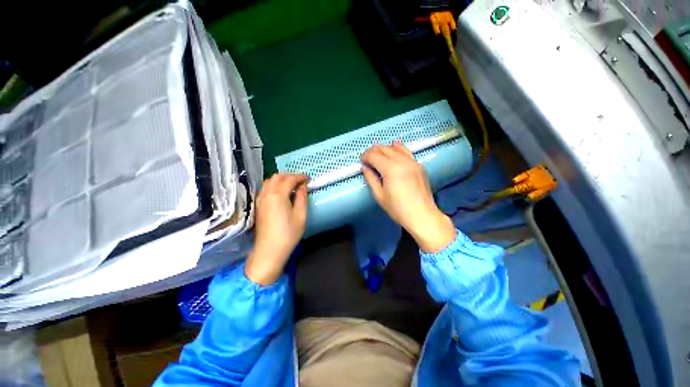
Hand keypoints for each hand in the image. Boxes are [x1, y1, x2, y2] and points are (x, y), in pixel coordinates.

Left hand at [246, 173, 307, 284]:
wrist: (269, 250)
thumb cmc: (288, 234)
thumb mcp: (300, 215)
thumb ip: (302, 197)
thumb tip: (303, 186)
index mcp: (278, 195)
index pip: (290, 179)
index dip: (300, 177)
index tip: (308, 179)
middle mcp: (266, 193)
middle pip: (277, 177)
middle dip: (290, 175)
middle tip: (301, 181)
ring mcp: (260, 199)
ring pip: (269, 181)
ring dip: (281, 179)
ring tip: (292, 185)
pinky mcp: (258, 205)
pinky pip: (265, 188)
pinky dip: (274, 185)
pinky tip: (281, 192)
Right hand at [361, 142, 455, 252]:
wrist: (422, 216)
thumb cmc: (398, 209)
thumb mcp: (379, 196)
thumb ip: (371, 179)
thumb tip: (365, 168)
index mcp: (391, 170)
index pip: (374, 156)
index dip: (365, 157)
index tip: (361, 161)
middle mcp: (402, 162)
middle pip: (384, 149)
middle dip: (373, 151)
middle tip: (367, 157)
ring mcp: (412, 162)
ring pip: (395, 148)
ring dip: (384, 148)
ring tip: (377, 153)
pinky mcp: (419, 165)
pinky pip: (407, 152)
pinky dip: (398, 148)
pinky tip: (395, 145)